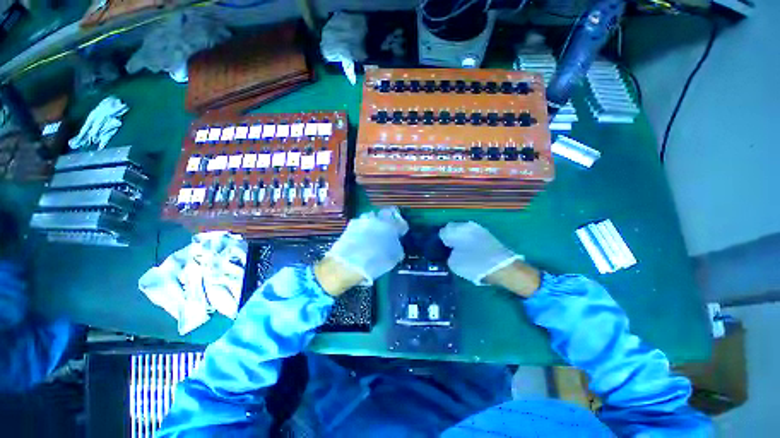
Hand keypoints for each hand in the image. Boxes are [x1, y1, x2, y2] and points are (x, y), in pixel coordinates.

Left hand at [316, 207, 407, 295]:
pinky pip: (361, 222)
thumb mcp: (393, 258)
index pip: (401, 223)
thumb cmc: (376, 261)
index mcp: (392, 226)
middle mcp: (379, 219)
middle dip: (388, 219)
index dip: (401, 227)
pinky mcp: (352, 224)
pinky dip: (363, 227)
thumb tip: (396, 244)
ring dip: (374, 221)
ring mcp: (364, 220)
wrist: (349, 263)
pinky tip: (361, 236)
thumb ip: (397, 247)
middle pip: (386, 214)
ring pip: (372, 216)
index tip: (400, 232)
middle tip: (387, 229)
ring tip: (373, 232)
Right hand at [439, 221, 539, 296]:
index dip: (440, 241)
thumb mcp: (454, 263)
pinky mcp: (487, 235)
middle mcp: (468, 225)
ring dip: (459, 238)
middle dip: (450, 237)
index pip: (443, 231)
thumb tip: (450, 250)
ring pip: (463, 231)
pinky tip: (470, 251)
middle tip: (449, 250)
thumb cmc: (475, 264)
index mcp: (457, 229)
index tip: (440, 249)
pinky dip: (468, 241)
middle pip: (453, 228)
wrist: (504, 268)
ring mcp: (479, 229)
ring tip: (460, 251)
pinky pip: (472, 235)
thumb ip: (448, 254)